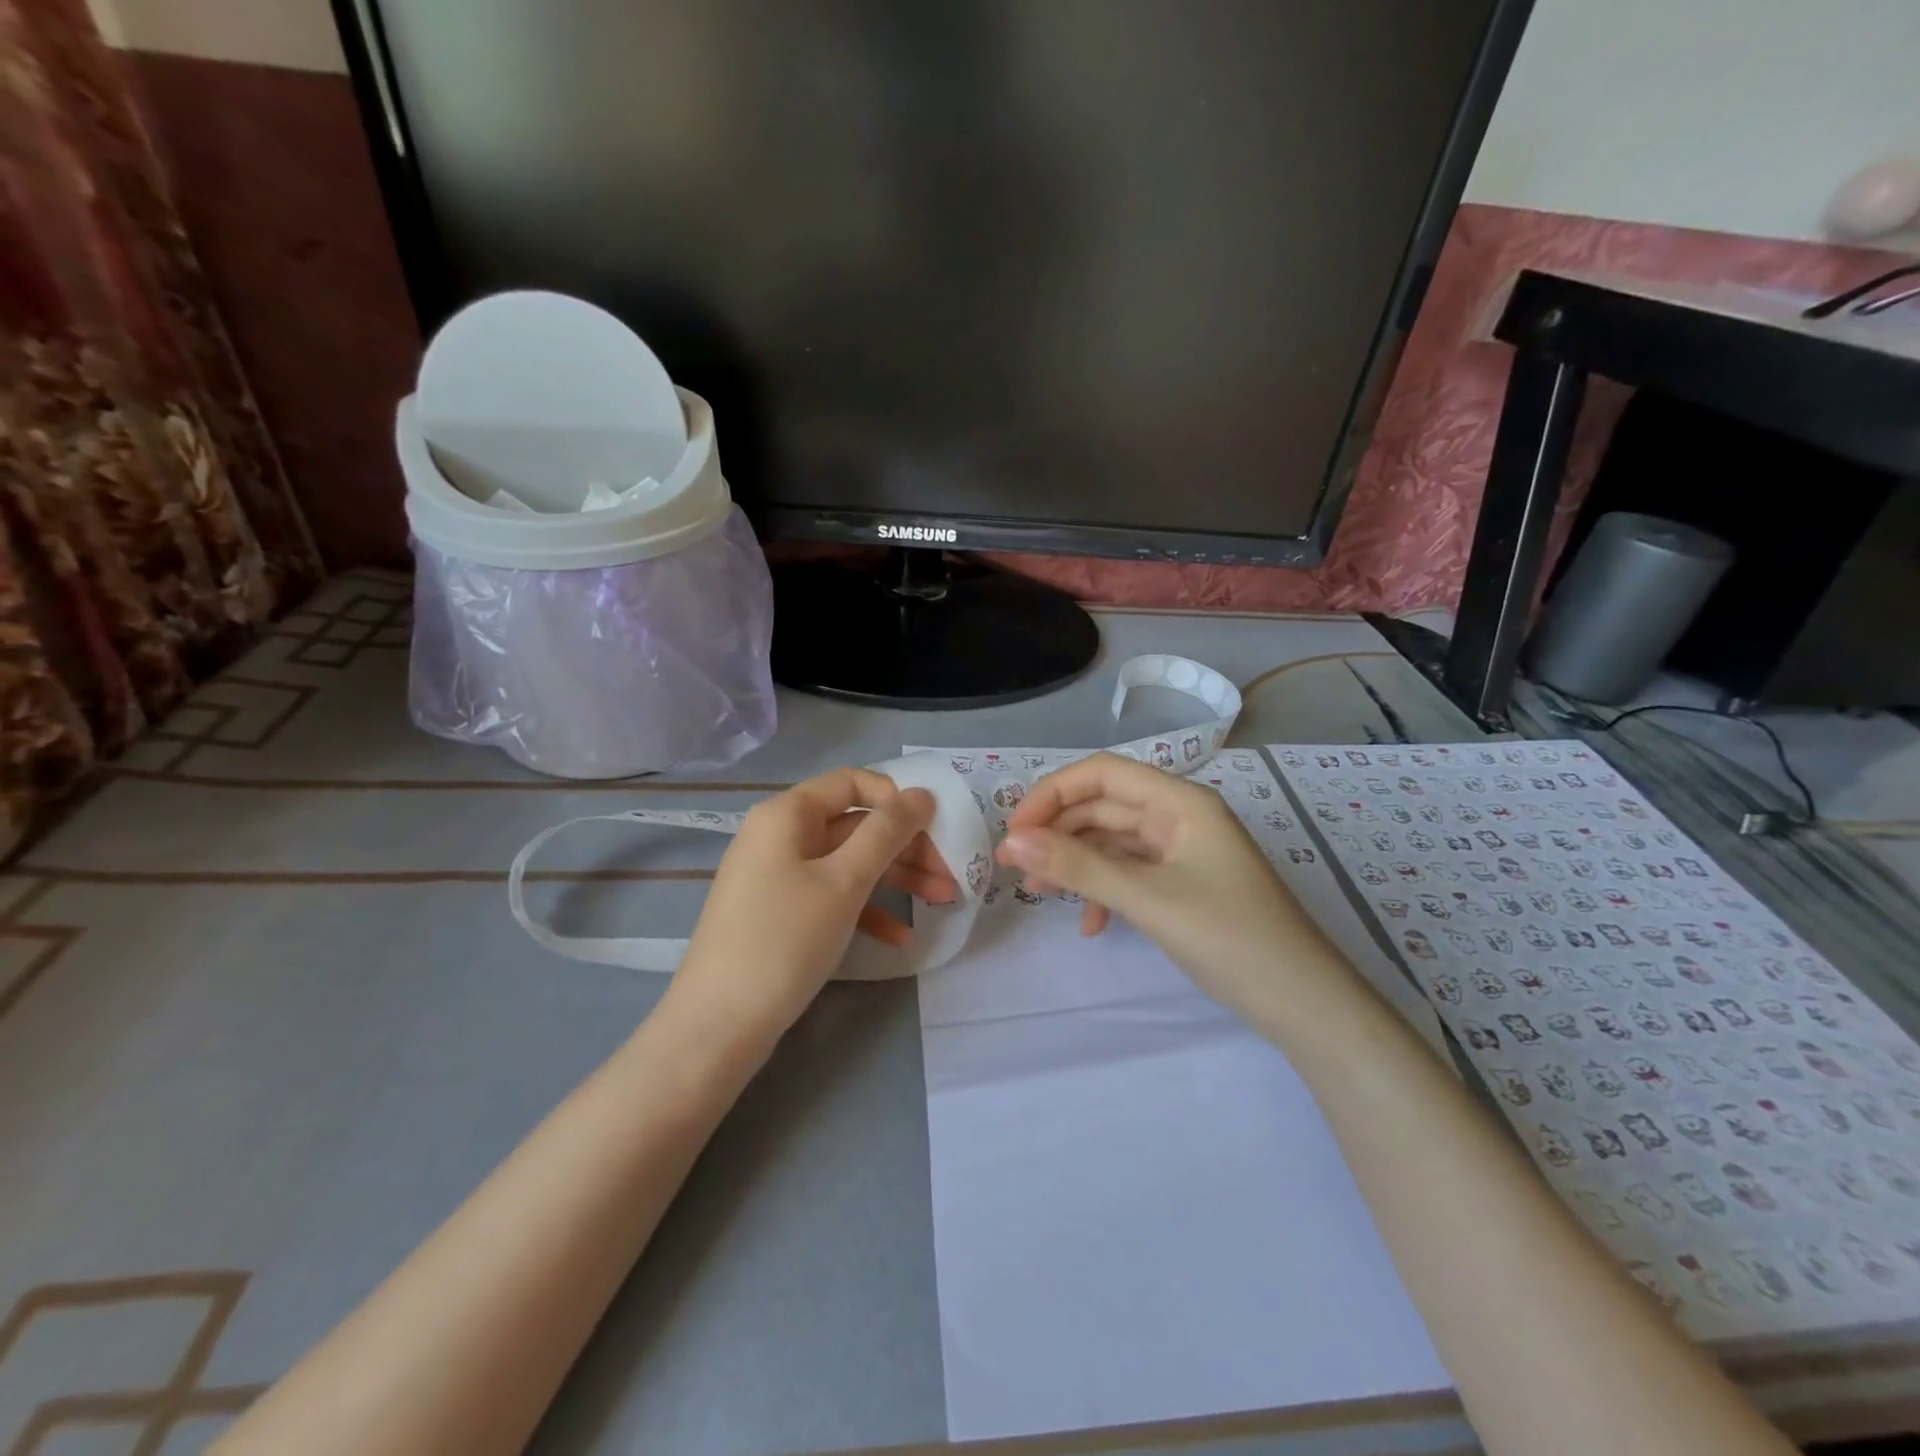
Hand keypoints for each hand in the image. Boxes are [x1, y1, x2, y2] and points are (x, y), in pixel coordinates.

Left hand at [672, 768, 955, 1038]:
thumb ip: (887, 832)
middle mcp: (780, 836)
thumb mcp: (844, 881)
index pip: (852, 782)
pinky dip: (866, 910)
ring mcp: (778, 877)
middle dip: (906, 847)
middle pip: (855, 825)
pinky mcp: (780, 914)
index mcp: (787, 814)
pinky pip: (831, 897)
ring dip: (896, 879)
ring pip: (848, 863)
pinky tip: (899, 938)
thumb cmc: (785, 940)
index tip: (933, 827)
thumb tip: (921, 793)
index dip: (896, 798)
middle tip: (950, 874)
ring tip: (942, 901)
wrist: (718, 1027)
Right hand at [997, 753, 1348, 1023]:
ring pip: (1112, 842)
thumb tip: (1013, 841)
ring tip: (1038, 893)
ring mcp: (1182, 851)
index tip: (1016, 829)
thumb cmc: (1229, 938)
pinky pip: (1130, 872)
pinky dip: (1103, 890)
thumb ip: (1078, 867)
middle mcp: (1179, 816)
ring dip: (1075, 863)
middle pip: (1103, 806)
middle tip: (1013, 865)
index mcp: (1180, 801)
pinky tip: (1089, 925)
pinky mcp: (1182, 883)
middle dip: (1057, 832)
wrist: (1302, 1003)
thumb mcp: (1146, 899)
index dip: (1053, 793)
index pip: (1102, 773)